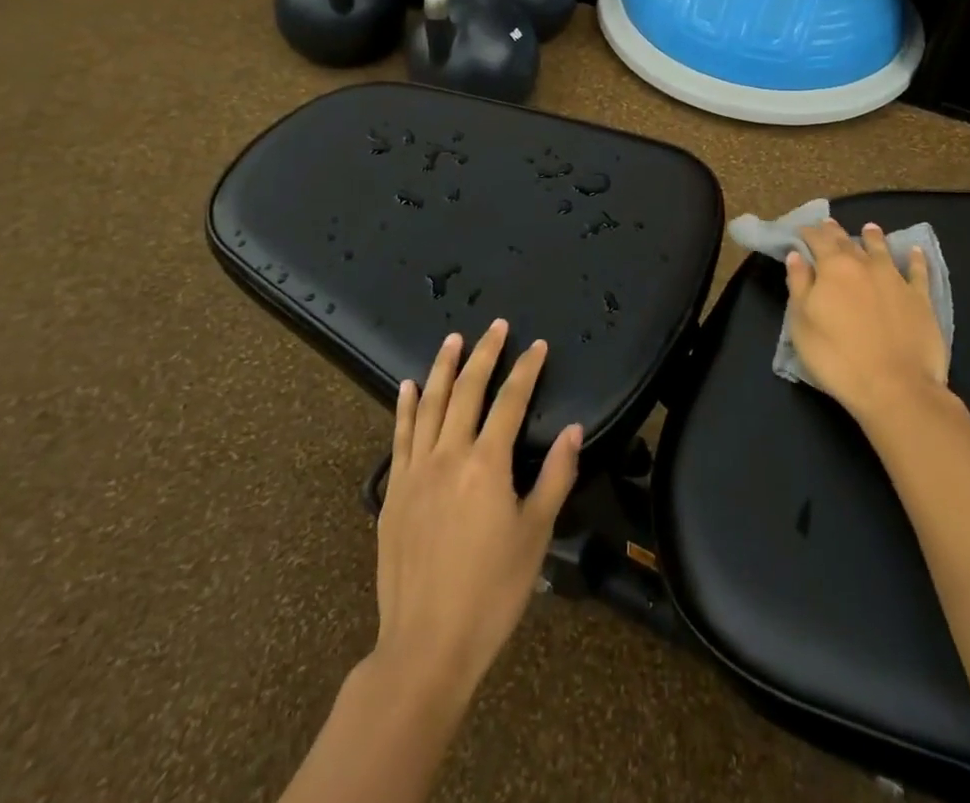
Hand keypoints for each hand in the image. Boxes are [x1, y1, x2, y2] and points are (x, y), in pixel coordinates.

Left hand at [373, 319, 581, 710]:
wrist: (426, 645)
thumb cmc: (492, 591)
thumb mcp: (536, 535)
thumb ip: (555, 476)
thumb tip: (575, 429)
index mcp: (487, 463)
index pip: (510, 401)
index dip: (526, 369)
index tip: (537, 344)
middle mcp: (448, 455)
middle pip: (468, 390)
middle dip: (484, 354)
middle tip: (495, 325)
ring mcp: (416, 471)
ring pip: (430, 405)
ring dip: (443, 368)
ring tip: (453, 339)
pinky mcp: (393, 493)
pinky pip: (399, 437)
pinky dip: (405, 407)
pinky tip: (408, 387)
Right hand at [786, 219, 948, 426]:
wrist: (895, 387)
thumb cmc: (837, 356)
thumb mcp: (802, 323)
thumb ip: (799, 285)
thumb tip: (797, 256)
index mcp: (833, 268)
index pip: (817, 240)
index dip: (808, 233)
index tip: (801, 230)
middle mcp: (864, 265)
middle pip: (847, 242)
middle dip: (835, 232)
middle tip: (828, 224)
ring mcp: (895, 280)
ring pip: (882, 250)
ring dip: (873, 237)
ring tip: (869, 228)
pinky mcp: (920, 299)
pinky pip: (918, 272)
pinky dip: (915, 259)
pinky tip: (915, 251)